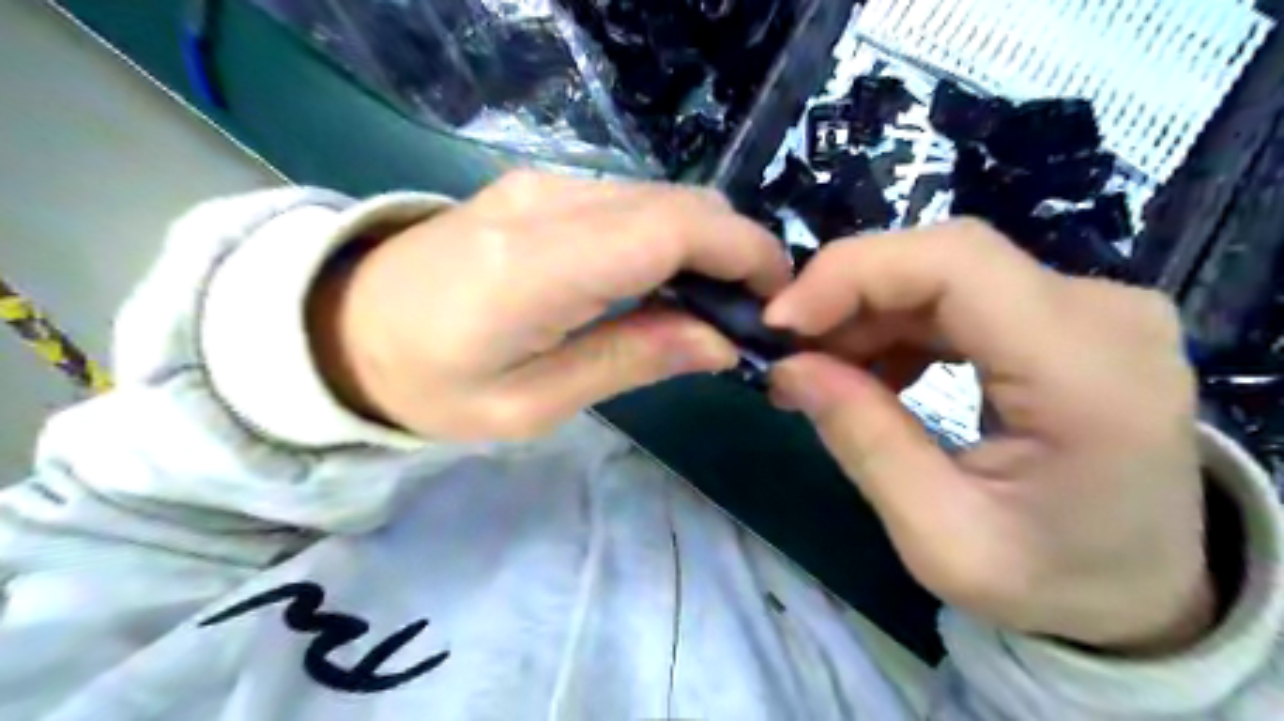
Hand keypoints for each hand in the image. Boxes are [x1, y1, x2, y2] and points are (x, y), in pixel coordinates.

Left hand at [312, 172, 794, 440]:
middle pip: (677, 202)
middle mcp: (545, 203)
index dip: (742, 254)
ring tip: (710, 304)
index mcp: (536, 267)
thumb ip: (630, 359)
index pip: (671, 229)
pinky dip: (667, 235)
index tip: (777, 300)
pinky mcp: (537, 186)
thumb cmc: (429, 386)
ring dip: (703, 243)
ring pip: (660, 196)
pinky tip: (662, 279)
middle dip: (734, 250)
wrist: (343, 327)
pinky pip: (629, 199)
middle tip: (748, 313)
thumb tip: (720, 341)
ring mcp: (540, 184)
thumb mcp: (531, 405)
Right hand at [767, 222, 1215, 655]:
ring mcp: (1090, 306)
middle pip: (946, 256)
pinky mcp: (1065, 314)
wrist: (1146, 591)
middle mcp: (1102, 313)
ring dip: (868, 311)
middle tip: (791, 351)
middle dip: (849, 293)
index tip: (780, 321)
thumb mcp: (941, 540)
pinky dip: (898, 322)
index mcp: (1087, 372)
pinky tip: (874, 369)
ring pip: (946, 270)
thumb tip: (789, 365)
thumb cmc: (1054, 581)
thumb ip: (864, 441)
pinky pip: (961, 293)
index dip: (853, 273)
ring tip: (824, 370)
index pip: (956, 263)